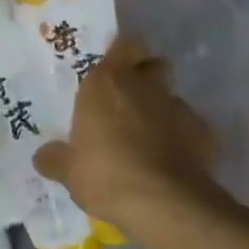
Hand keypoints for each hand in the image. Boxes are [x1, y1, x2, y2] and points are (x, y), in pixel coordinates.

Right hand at [33, 33, 221, 231]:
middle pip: (152, 65)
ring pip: (171, 98)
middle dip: (144, 78)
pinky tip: (171, 162)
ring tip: (150, 139)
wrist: (164, 204)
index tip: (115, 68)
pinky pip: (191, 128)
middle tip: (128, 103)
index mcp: (107, 83)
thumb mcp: (68, 171)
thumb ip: (55, 158)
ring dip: (161, 111)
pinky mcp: (205, 133)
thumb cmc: (105, 175)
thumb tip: (43, 157)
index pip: (125, 43)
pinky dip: (182, 139)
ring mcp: (178, 107)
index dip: (123, 53)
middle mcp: (144, 86)